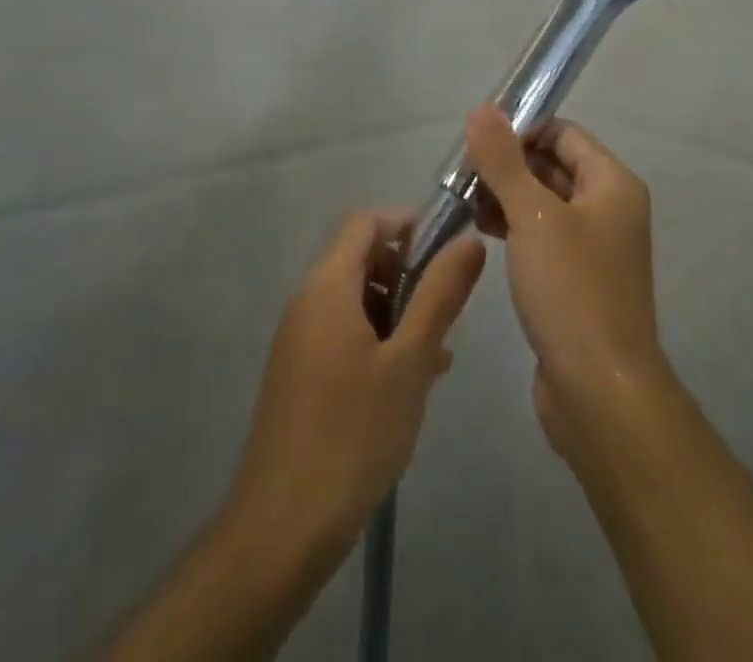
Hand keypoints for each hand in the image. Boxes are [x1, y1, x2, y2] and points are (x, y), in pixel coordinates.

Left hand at [227, 209, 485, 557]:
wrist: (282, 531)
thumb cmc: (352, 434)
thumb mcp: (409, 360)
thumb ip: (440, 295)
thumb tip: (470, 240)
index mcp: (327, 286)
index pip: (366, 222)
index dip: (408, 225)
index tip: (446, 257)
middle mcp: (307, 302)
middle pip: (362, 258)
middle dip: (409, 275)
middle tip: (445, 315)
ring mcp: (300, 341)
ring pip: (358, 301)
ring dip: (399, 313)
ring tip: (436, 355)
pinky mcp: (301, 376)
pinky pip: (346, 335)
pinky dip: (380, 341)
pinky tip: (411, 384)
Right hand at [463, 107, 666, 464]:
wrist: (599, 393)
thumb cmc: (571, 291)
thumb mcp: (533, 216)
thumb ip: (504, 160)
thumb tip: (482, 109)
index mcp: (613, 184)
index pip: (563, 133)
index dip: (520, 131)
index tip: (475, 144)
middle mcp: (610, 209)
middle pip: (553, 166)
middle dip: (508, 165)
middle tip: (460, 175)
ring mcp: (594, 247)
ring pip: (544, 203)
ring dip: (506, 196)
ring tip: (463, 203)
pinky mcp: (577, 280)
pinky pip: (543, 237)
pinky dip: (515, 228)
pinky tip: (482, 233)